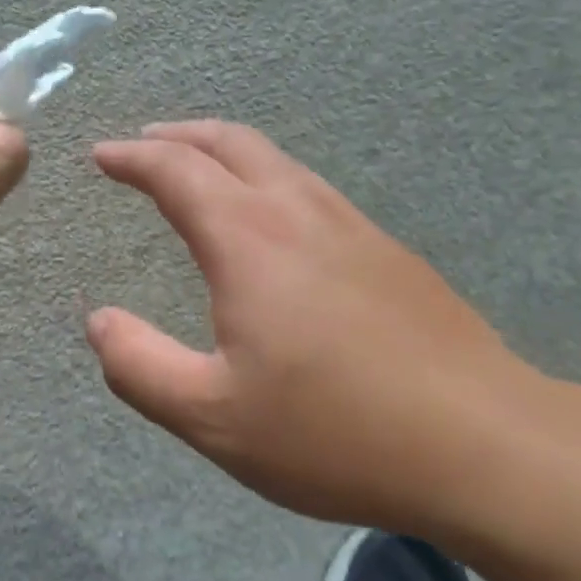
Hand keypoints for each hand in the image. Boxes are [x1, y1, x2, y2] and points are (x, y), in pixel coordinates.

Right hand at [87, 122, 538, 532]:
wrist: (481, 445)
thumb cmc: (333, 433)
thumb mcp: (212, 416)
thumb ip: (139, 366)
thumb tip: (99, 322)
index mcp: (249, 241)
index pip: (177, 172)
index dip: (132, 157)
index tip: (102, 155)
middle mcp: (300, 213)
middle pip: (232, 143)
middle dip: (179, 136)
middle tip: (145, 144)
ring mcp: (354, 227)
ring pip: (280, 162)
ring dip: (228, 153)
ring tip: (200, 171)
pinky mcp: (390, 254)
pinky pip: (314, 192)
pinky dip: (270, 182)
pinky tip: (274, 224)